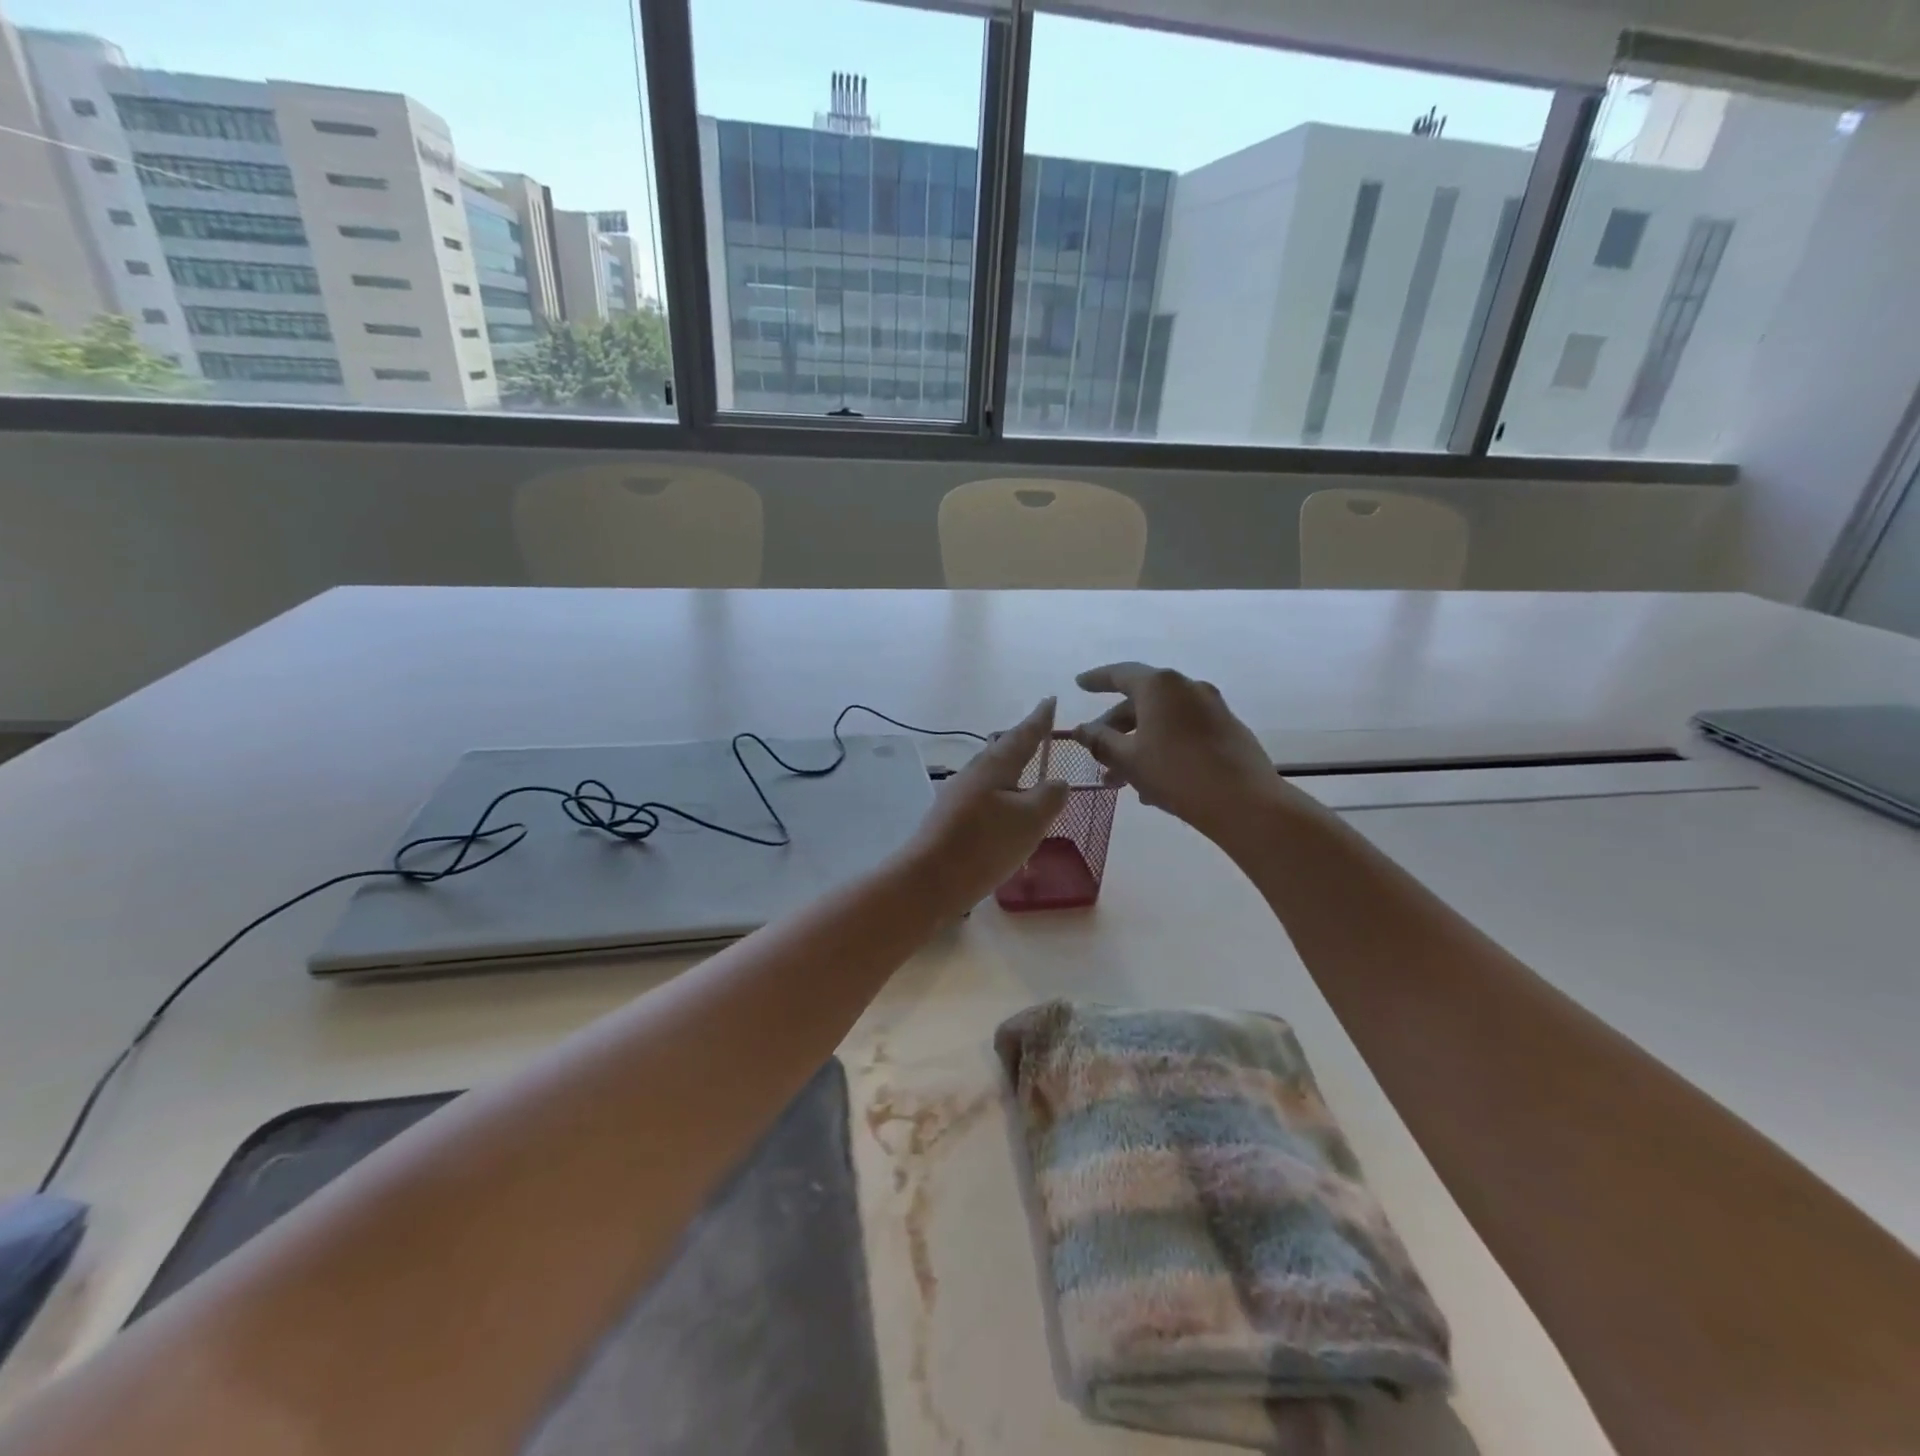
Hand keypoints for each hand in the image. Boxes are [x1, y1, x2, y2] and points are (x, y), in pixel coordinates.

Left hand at [901, 699, 1070, 912]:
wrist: (928, 881)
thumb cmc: (984, 844)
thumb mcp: (1030, 819)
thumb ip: (1050, 796)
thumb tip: (1057, 782)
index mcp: (995, 766)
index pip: (1023, 735)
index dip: (1039, 719)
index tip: (1050, 700)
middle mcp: (974, 774)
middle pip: (1002, 751)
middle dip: (1022, 742)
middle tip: (1039, 734)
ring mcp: (958, 797)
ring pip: (992, 775)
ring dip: (1011, 771)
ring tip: (1027, 773)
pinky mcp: (951, 821)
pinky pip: (984, 799)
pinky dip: (1002, 797)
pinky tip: (1006, 813)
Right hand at [1071, 663, 1282, 843]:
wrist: (1244, 802)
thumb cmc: (1176, 773)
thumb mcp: (1129, 759)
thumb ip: (1100, 741)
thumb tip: (1080, 730)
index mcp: (1160, 686)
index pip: (1120, 674)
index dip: (1097, 680)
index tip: (1079, 684)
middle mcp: (1187, 687)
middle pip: (1141, 701)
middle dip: (1115, 729)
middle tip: (1097, 755)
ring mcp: (1212, 708)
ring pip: (1162, 721)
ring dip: (1138, 745)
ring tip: (1121, 782)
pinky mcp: (1227, 730)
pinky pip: (1183, 732)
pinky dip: (1162, 749)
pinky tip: (1152, 785)